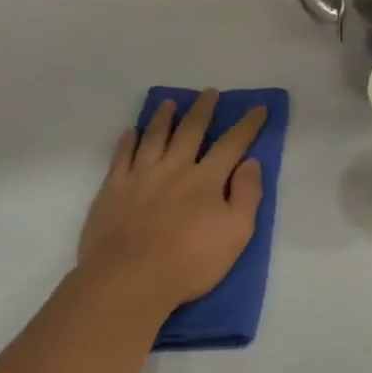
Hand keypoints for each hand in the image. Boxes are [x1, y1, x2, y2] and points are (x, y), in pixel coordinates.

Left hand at [76, 90, 266, 311]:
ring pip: (154, 137)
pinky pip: (122, 156)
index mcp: (207, 179)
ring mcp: (140, 176)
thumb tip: (250, 162)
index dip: (247, 125)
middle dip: (203, 110)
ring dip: (164, 117)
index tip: (258, 108)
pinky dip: (128, 141)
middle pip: (191, 131)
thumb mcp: (237, 233)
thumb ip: (247, 195)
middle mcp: (175, 168)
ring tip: (170, 102)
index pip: (232, 144)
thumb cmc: (190, 261)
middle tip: (209, 92)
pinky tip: (132, 132)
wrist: (129, 279)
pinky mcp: (113, 189)